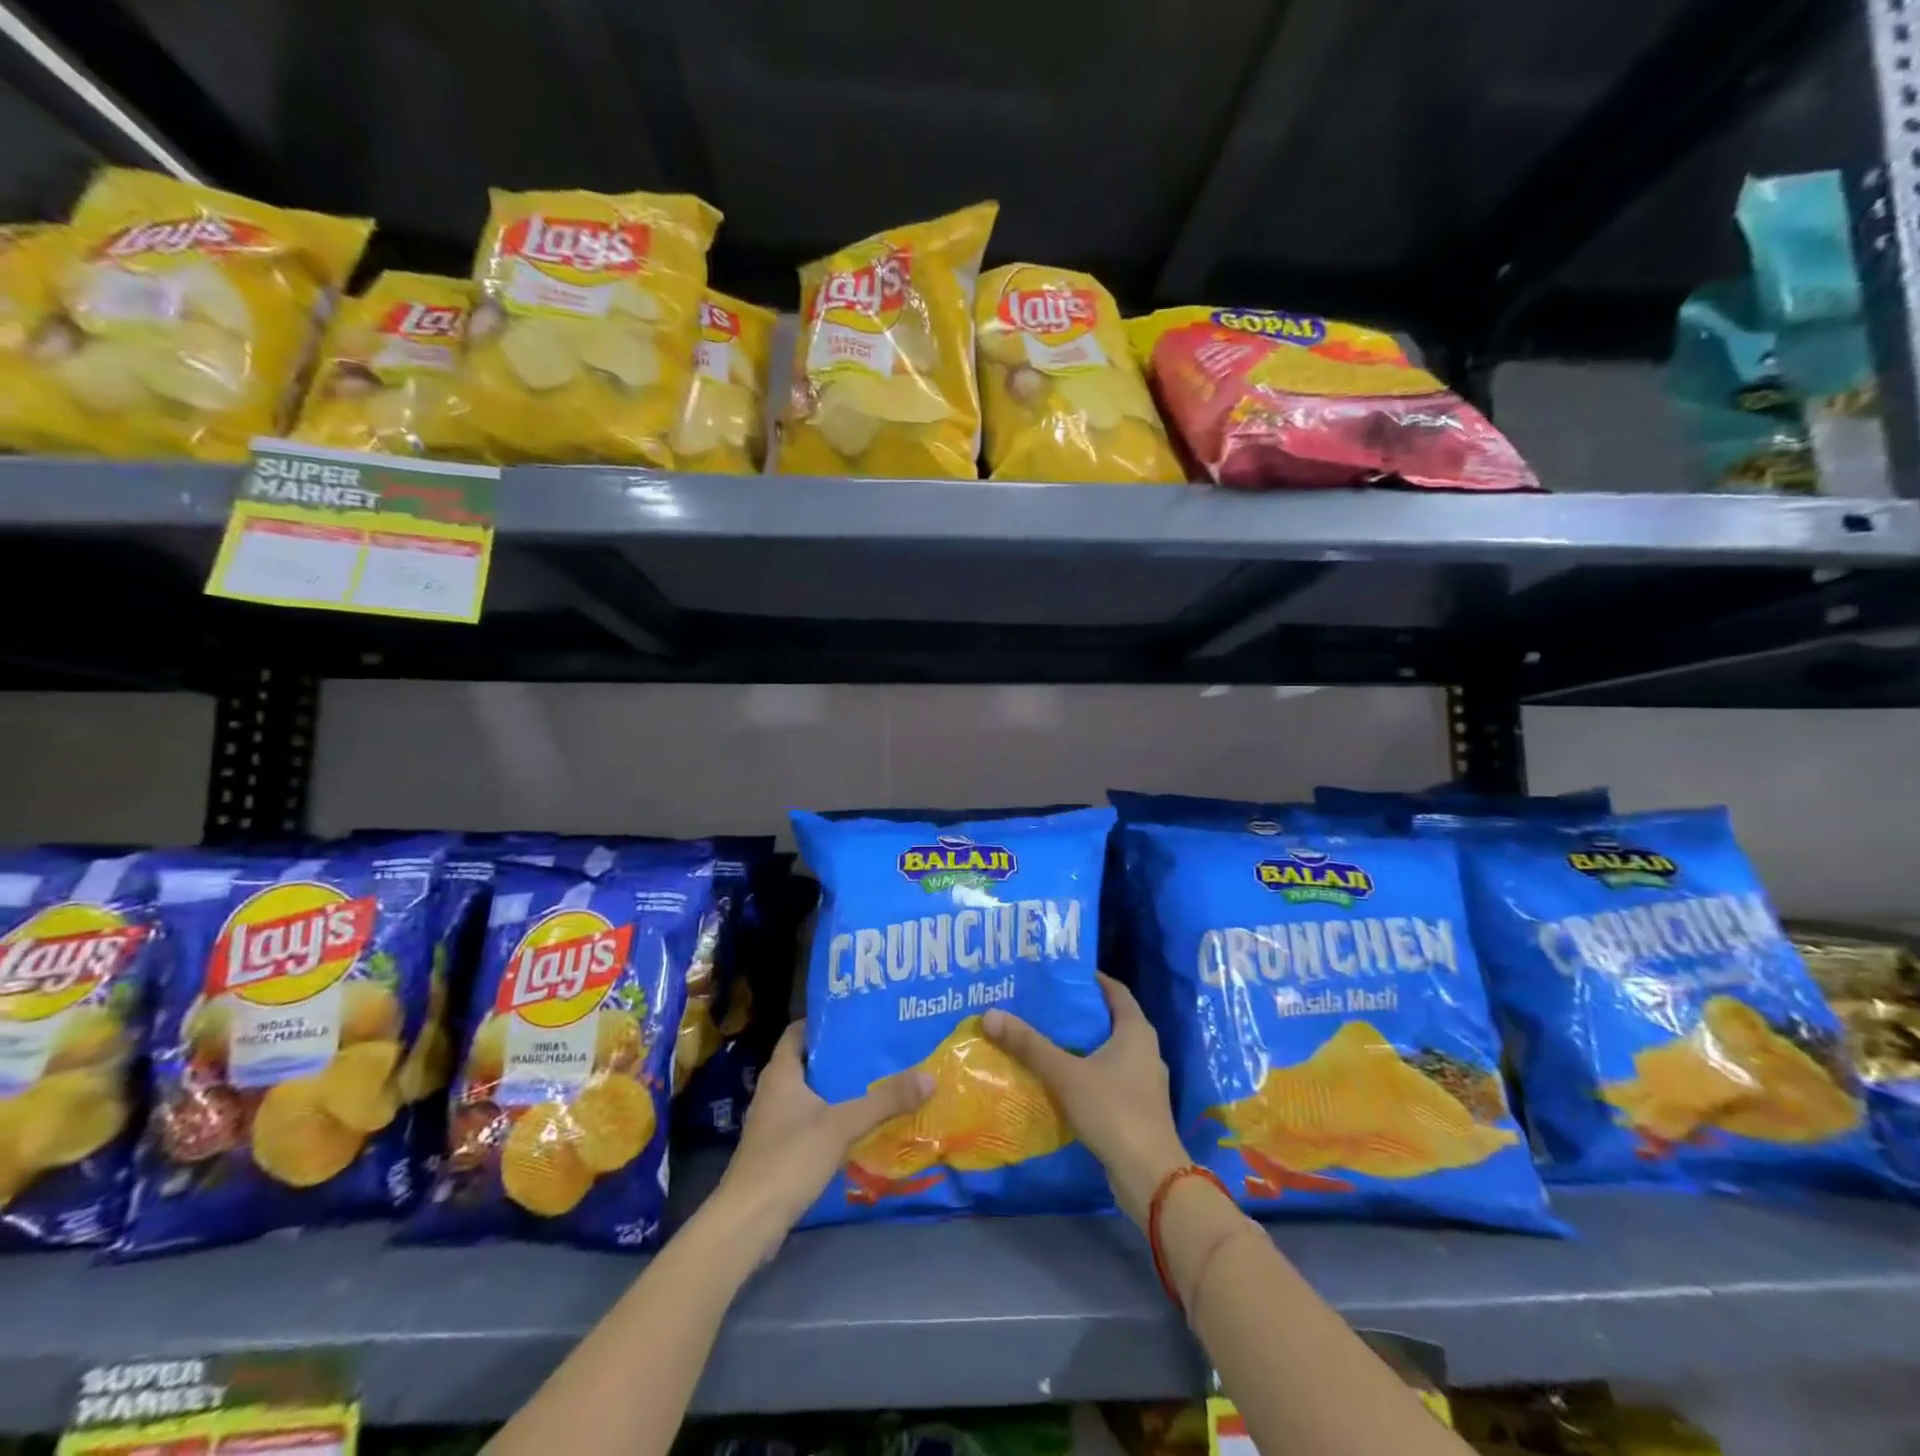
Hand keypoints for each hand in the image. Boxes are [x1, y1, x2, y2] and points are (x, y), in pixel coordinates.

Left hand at [707, 1020, 932, 1260]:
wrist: (747, 1223)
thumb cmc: (789, 1159)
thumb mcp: (842, 1125)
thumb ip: (884, 1101)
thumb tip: (929, 1078)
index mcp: (781, 1073)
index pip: (798, 1031)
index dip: (824, 1022)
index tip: (857, 1019)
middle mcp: (772, 1092)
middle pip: (808, 1062)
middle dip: (840, 1057)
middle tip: (877, 1050)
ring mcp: (772, 1124)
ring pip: (809, 1094)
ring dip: (836, 1090)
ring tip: (874, 1083)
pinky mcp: (776, 1151)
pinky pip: (808, 1122)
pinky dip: (830, 1119)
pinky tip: (857, 1127)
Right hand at [984, 974, 1188, 1226]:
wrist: (1150, 1177)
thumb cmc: (1113, 1111)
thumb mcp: (1066, 1074)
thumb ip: (1029, 1045)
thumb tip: (990, 1014)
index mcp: (1136, 1031)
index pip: (1115, 990)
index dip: (1090, 979)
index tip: (1060, 975)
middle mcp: (1145, 1050)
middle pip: (1110, 1020)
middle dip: (1079, 1013)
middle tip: (1044, 1005)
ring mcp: (1144, 1082)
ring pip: (1110, 1052)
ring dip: (1083, 1046)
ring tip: (1047, 1040)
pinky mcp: (1138, 1109)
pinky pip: (1110, 1078)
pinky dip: (1088, 1073)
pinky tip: (1062, 1080)